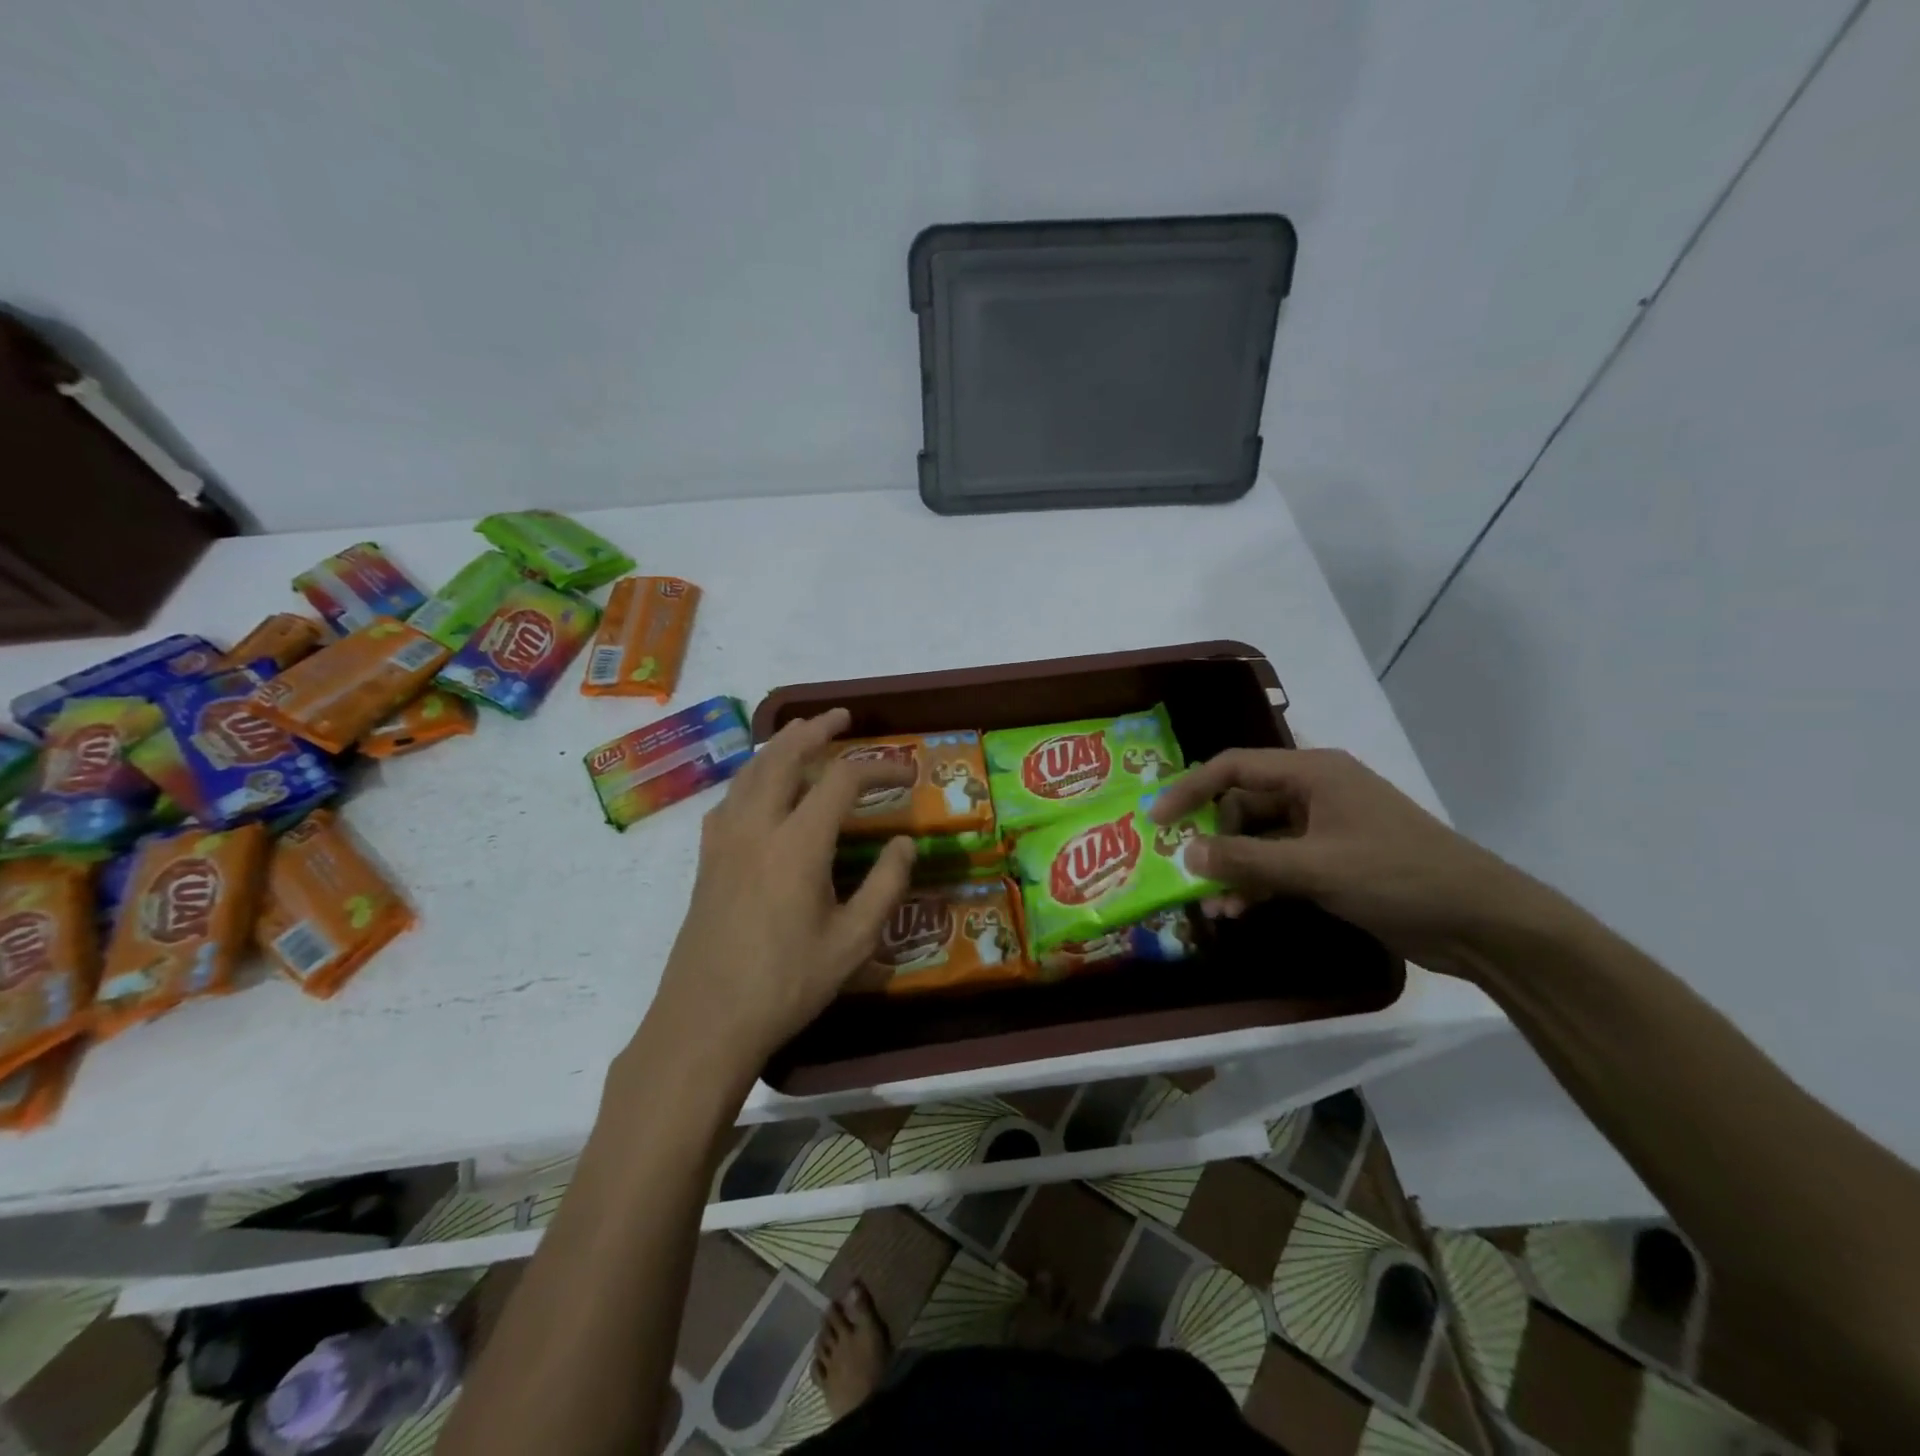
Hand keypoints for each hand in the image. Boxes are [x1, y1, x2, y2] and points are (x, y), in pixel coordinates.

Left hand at [642, 709, 914, 1082]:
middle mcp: (757, 827)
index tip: (906, 772)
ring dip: (779, 746)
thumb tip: (906, 842)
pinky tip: (760, 790)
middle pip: (784, 756)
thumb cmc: (786, 984)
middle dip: (815, 729)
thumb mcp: (853, 942)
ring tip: (802, 736)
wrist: (705, 1022)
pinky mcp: (706, 860)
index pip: (842, 780)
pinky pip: (729, 798)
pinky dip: (751, 777)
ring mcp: (724, 841)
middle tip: (841, 716)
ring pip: (750, 772)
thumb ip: (885, 886)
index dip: (878, 767)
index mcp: (798, 844)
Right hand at [1148, 747, 1541, 971]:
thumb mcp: (1314, 867)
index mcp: (1312, 773)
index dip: (1190, 788)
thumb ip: (1246, 860)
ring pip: (1259, 840)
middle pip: (1243, 805)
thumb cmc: (1396, 875)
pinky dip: (1258, 884)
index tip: (1156, 819)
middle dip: (1213, 840)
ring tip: (1212, 905)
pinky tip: (1239, 911)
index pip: (1234, 767)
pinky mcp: (1333, 861)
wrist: (1479, 921)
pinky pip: (1280, 864)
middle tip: (1186, 870)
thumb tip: (1186, 853)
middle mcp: (1314, 792)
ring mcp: (1325, 828)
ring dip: (1233, 869)